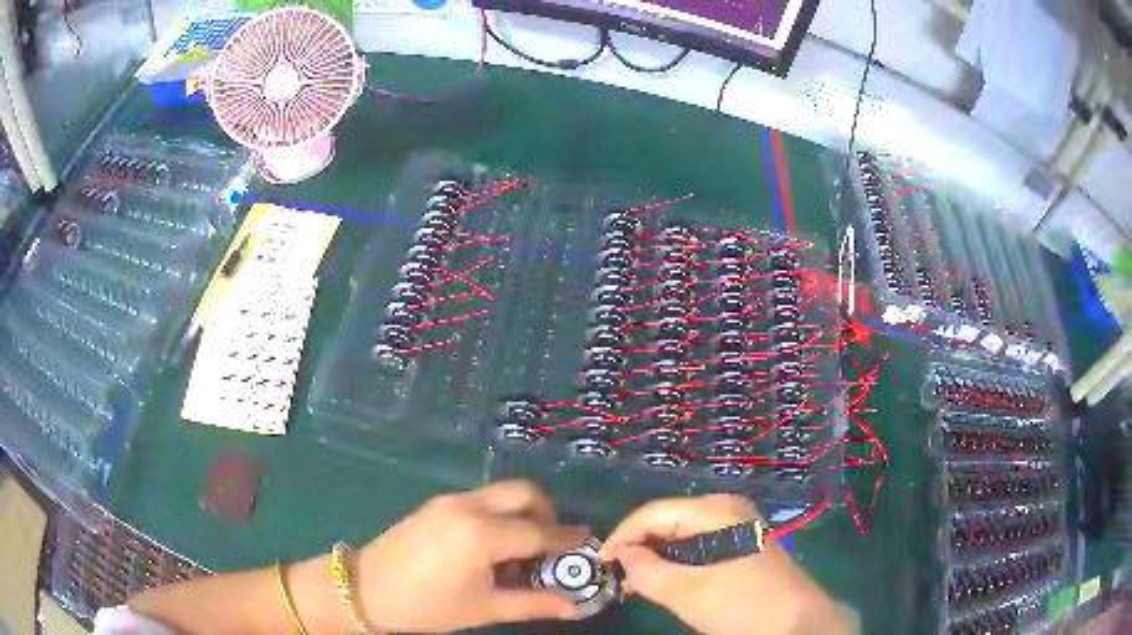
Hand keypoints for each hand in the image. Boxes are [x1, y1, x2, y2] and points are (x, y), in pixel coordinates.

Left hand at [355, 481, 589, 631]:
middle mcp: (469, 507)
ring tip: (520, 549)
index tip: (587, 541)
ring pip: (501, 493)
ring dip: (521, 512)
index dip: (567, 539)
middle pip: (524, 492)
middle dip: (547, 512)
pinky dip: (499, 513)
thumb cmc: (428, 606)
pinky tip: (490, 544)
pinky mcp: (436, 503)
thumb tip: (575, 606)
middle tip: (550, 545)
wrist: (366, 589)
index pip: (539, 533)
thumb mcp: (485, 609)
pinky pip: (481, 499)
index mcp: (483, 534)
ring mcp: (450, 500)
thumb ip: (534, 604)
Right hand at [600, 495, 849, 634]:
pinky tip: (665, 582)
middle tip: (616, 576)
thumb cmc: (743, 605)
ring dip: (657, 557)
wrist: (797, 623)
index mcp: (716, 510)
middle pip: (669, 520)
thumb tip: (622, 556)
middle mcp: (727, 509)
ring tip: (635, 583)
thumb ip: (648, 572)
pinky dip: (677, 563)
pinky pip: (699, 546)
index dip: (622, 536)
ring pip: (683, 534)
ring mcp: (738, 526)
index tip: (599, 563)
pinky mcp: (743, 545)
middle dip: (639, 547)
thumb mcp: (689, 593)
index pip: (654, 513)